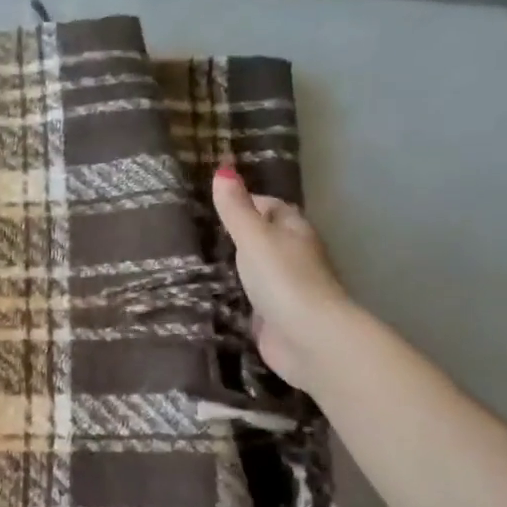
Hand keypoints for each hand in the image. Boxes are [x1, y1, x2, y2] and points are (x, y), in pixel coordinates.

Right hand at [210, 164, 354, 393]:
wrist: (308, 338)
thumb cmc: (283, 279)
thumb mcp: (253, 237)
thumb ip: (236, 208)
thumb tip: (223, 168)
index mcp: (295, 231)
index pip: (273, 208)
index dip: (249, 202)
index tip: (216, 205)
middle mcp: (295, 257)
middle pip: (267, 238)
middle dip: (240, 235)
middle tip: (200, 232)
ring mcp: (286, 289)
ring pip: (259, 270)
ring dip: (237, 267)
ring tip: (198, 261)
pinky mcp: (275, 318)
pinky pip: (252, 300)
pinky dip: (236, 296)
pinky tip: (212, 295)